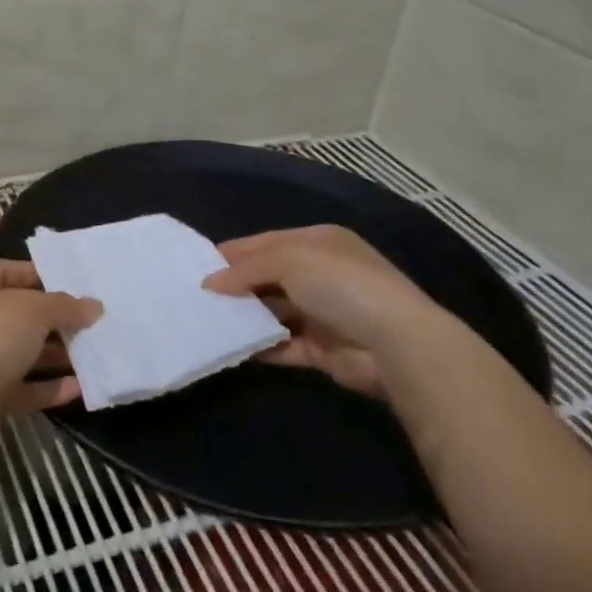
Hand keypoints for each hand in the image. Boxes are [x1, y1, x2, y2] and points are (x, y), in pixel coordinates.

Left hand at [0, 259, 100, 424]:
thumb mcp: (34, 309)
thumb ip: (65, 306)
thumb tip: (94, 306)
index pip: (12, 271)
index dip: (46, 277)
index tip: (80, 286)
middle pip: (19, 314)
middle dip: (56, 320)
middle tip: (93, 322)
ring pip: (21, 352)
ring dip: (55, 355)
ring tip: (94, 354)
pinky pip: (21, 386)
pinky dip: (48, 386)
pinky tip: (80, 387)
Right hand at [202, 226, 463, 395]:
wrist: (395, 343)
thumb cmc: (340, 285)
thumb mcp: (288, 260)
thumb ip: (246, 269)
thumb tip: (209, 284)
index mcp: (318, 242)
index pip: (266, 242)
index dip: (233, 252)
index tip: (197, 265)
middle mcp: (321, 274)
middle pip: (268, 276)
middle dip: (235, 285)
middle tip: (196, 296)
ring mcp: (323, 313)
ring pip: (274, 311)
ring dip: (246, 317)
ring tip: (207, 321)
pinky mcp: (323, 349)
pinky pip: (283, 345)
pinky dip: (261, 347)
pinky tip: (233, 347)